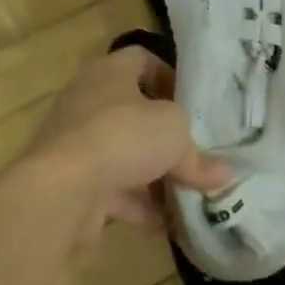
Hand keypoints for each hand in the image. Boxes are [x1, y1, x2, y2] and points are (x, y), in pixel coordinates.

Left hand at [26, 45, 232, 235]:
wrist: (61, 190)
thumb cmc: (122, 136)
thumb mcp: (175, 134)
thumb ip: (198, 155)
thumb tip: (223, 175)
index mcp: (109, 73)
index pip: (141, 59)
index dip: (168, 75)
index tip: (191, 101)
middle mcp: (88, 102)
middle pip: (135, 113)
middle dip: (166, 137)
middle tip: (196, 152)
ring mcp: (77, 145)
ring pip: (125, 156)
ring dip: (156, 176)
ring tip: (190, 194)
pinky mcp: (73, 184)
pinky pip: (114, 191)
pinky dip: (140, 206)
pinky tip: (168, 225)